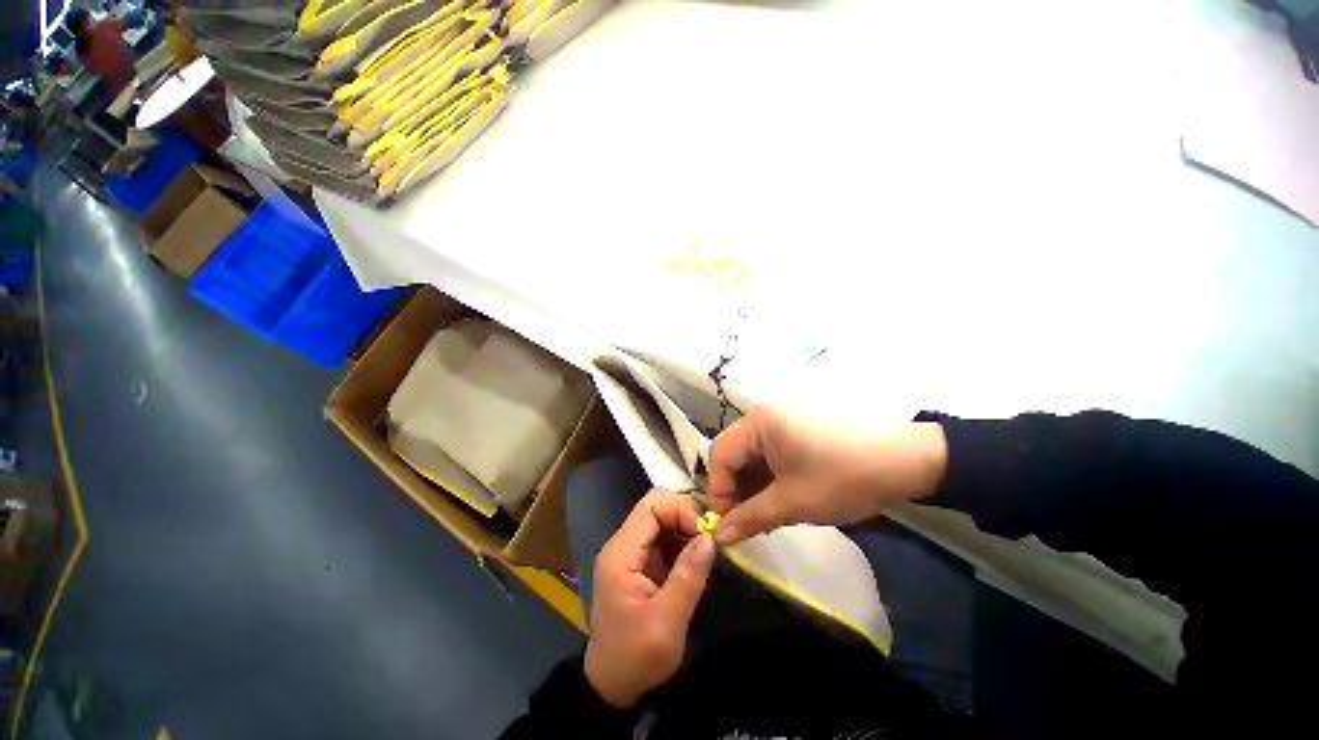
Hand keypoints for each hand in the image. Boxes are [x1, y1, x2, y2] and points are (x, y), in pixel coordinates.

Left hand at [583, 490, 715, 707]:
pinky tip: (695, 563)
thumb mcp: (667, 622)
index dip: (680, 510)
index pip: (650, 506)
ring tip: (706, 553)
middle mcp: (622, 545)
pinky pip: (662, 538)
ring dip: (685, 530)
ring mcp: (630, 552)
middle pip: (655, 507)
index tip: (704, 533)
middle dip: (685, 516)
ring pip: (661, 520)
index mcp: (621, 554)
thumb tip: (710, 537)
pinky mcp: (638, 562)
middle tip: (708, 541)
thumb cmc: (636, 657)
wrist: (612, 684)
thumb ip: (688, 576)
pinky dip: (681, 543)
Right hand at [707, 407, 947, 544]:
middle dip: (735, 490)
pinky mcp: (797, 430)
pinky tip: (779, 499)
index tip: (728, 524)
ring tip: (764, 516)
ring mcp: (782, 421)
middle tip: (745, 523)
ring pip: (752, 456)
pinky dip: (768, 478)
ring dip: (752, 486)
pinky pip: (770, 454)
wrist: (906, 460)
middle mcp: (764, 416)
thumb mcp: (793, 502)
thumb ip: (751, 518)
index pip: (719, 455)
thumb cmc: (843, 477)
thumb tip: (719, 537)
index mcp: (758, 423)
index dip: (719, 490)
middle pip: (734, 454)